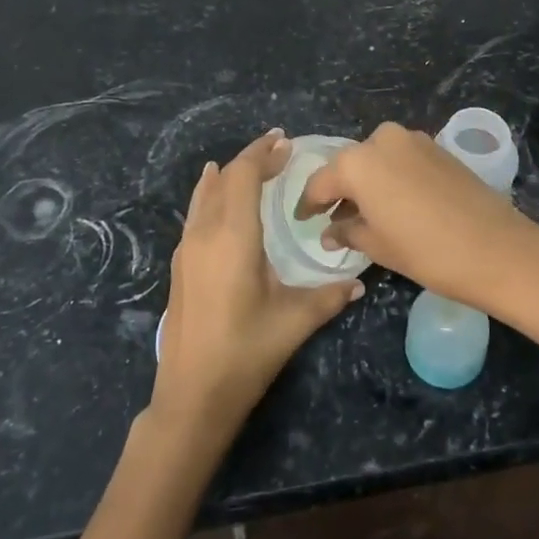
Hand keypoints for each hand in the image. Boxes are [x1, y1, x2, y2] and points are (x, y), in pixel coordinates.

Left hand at [151, 130, 361, 441]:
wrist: (191, 396)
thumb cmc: (245, 352)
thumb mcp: (294, 322)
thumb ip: (328, 296)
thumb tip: (358, 281)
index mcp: (232, 236)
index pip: (243, 175)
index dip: (263, 154)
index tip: (286, 143)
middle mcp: (205, 232)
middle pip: (224, 178)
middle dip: (250, 158)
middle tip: (279, 151)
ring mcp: (186, 248)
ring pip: (205, 193)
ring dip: (228, 174)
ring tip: (252, 165)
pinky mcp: (180, 264)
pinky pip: (196, 212)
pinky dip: (211, 194)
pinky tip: (218, 198)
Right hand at [300, 122, 538, 313]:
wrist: (497, 247)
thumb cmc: (427, 251)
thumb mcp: (378, 246)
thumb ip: (347, 231)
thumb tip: (330, 231)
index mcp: (358, 162)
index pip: (321, 182)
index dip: (309, 204)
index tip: (303, 220)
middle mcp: (381, 139)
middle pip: (350, 165)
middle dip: (340, 190)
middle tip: (334, 218)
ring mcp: (413, 139)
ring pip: (376, 159)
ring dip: (367, 182)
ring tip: (366, 213)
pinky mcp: (437, 146)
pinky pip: (401, 159)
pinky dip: (391, 176)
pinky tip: (395, 202)